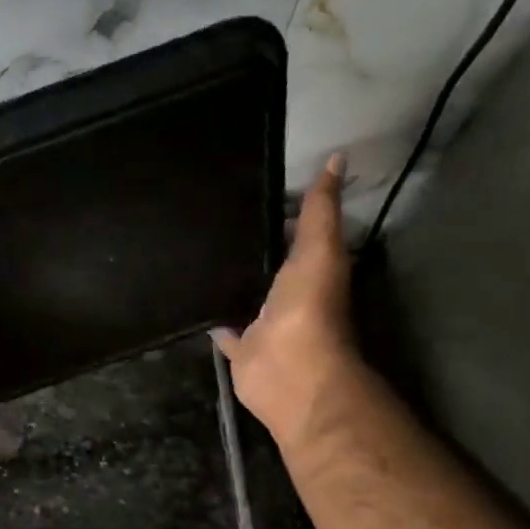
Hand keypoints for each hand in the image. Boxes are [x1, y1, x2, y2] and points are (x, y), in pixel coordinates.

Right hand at [212, 156, 372, 457]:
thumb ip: (322, 209)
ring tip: (196, 256)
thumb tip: (338, 158)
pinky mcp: (240, 348)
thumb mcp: (320, 248)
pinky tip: (191, 303)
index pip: (296, 234)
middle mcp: (287, 295)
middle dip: (248, 247)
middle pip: (268, 265)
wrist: (292, 370)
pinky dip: (212, 321)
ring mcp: (263, 324)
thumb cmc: (310, 307)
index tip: (250, 192)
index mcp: (310, 269)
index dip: (281, 214)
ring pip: (244, 296)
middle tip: (211, 221)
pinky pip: (223, 330)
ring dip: (230, 283)